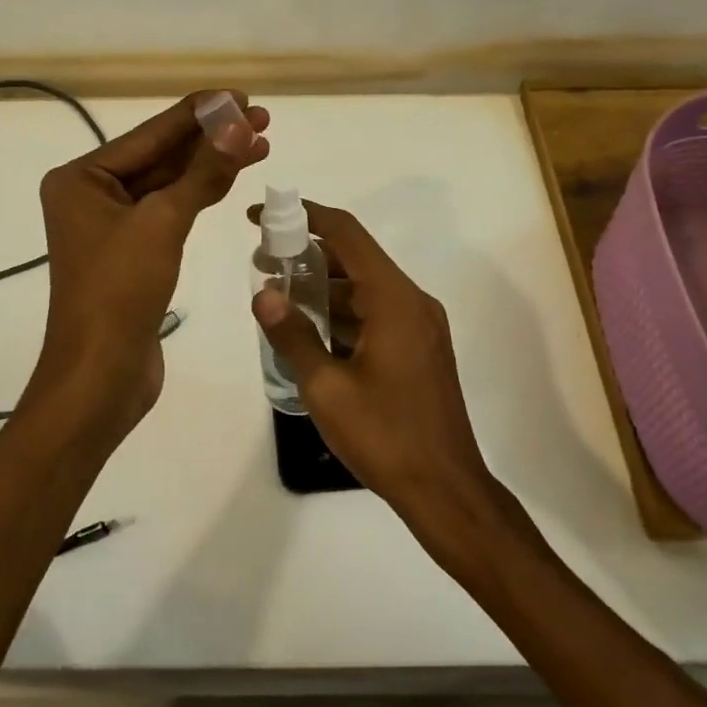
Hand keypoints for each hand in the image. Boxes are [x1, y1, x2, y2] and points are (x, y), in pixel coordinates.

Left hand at [31, 91, 268, 441]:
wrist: (101, 375)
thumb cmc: (119, 291)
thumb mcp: (162, 223)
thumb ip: (202, 172)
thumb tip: (237, 123)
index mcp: (81, 178)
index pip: (150, 134)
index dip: (199, 113)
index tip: (241, 95)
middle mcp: (91, 195)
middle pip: (160, 156)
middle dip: (210, 138)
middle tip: (261, 118)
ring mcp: (111, 226)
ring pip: (168, 184)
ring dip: (210, 165)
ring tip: (259, 142)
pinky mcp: (131, 253)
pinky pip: (169, 211)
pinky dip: (199, 196)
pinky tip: (230, 178)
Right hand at [248, 200, 496, 528]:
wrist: (446, 490)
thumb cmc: (385, 436)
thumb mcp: (326, 387)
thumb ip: (293, 335)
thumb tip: (263, 294)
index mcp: (394, 299)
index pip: (346, 234)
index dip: (303, 217)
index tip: (261, 217)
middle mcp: (412, 302)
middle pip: (355, 259)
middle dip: (307, 255)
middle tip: (261, 262)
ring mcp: (419, 326)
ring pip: (364, 289)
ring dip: (323, 287)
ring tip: (277, 296)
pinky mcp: (419, 349)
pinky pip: (376, 314)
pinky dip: (342, 313)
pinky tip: (310, 329)